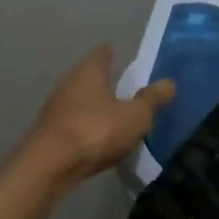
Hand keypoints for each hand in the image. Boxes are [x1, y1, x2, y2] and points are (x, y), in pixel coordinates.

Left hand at [24, 46, 173, 185]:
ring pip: (79, 99)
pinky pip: (73, 121)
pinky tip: (96, 135)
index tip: (122, 57)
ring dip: (94, 104)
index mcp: (90, 71)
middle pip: (89, 75)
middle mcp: (69, 83)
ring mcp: (55, 107)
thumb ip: (152, 99)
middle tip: (124, 86)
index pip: (103, 53)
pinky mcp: (49, 131)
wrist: (50, 165)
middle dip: (104, 80)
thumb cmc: (97, 131)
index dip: (114, 54)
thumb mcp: (136, 116)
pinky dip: (85, 124)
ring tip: (113, 112)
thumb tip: (169, 82)